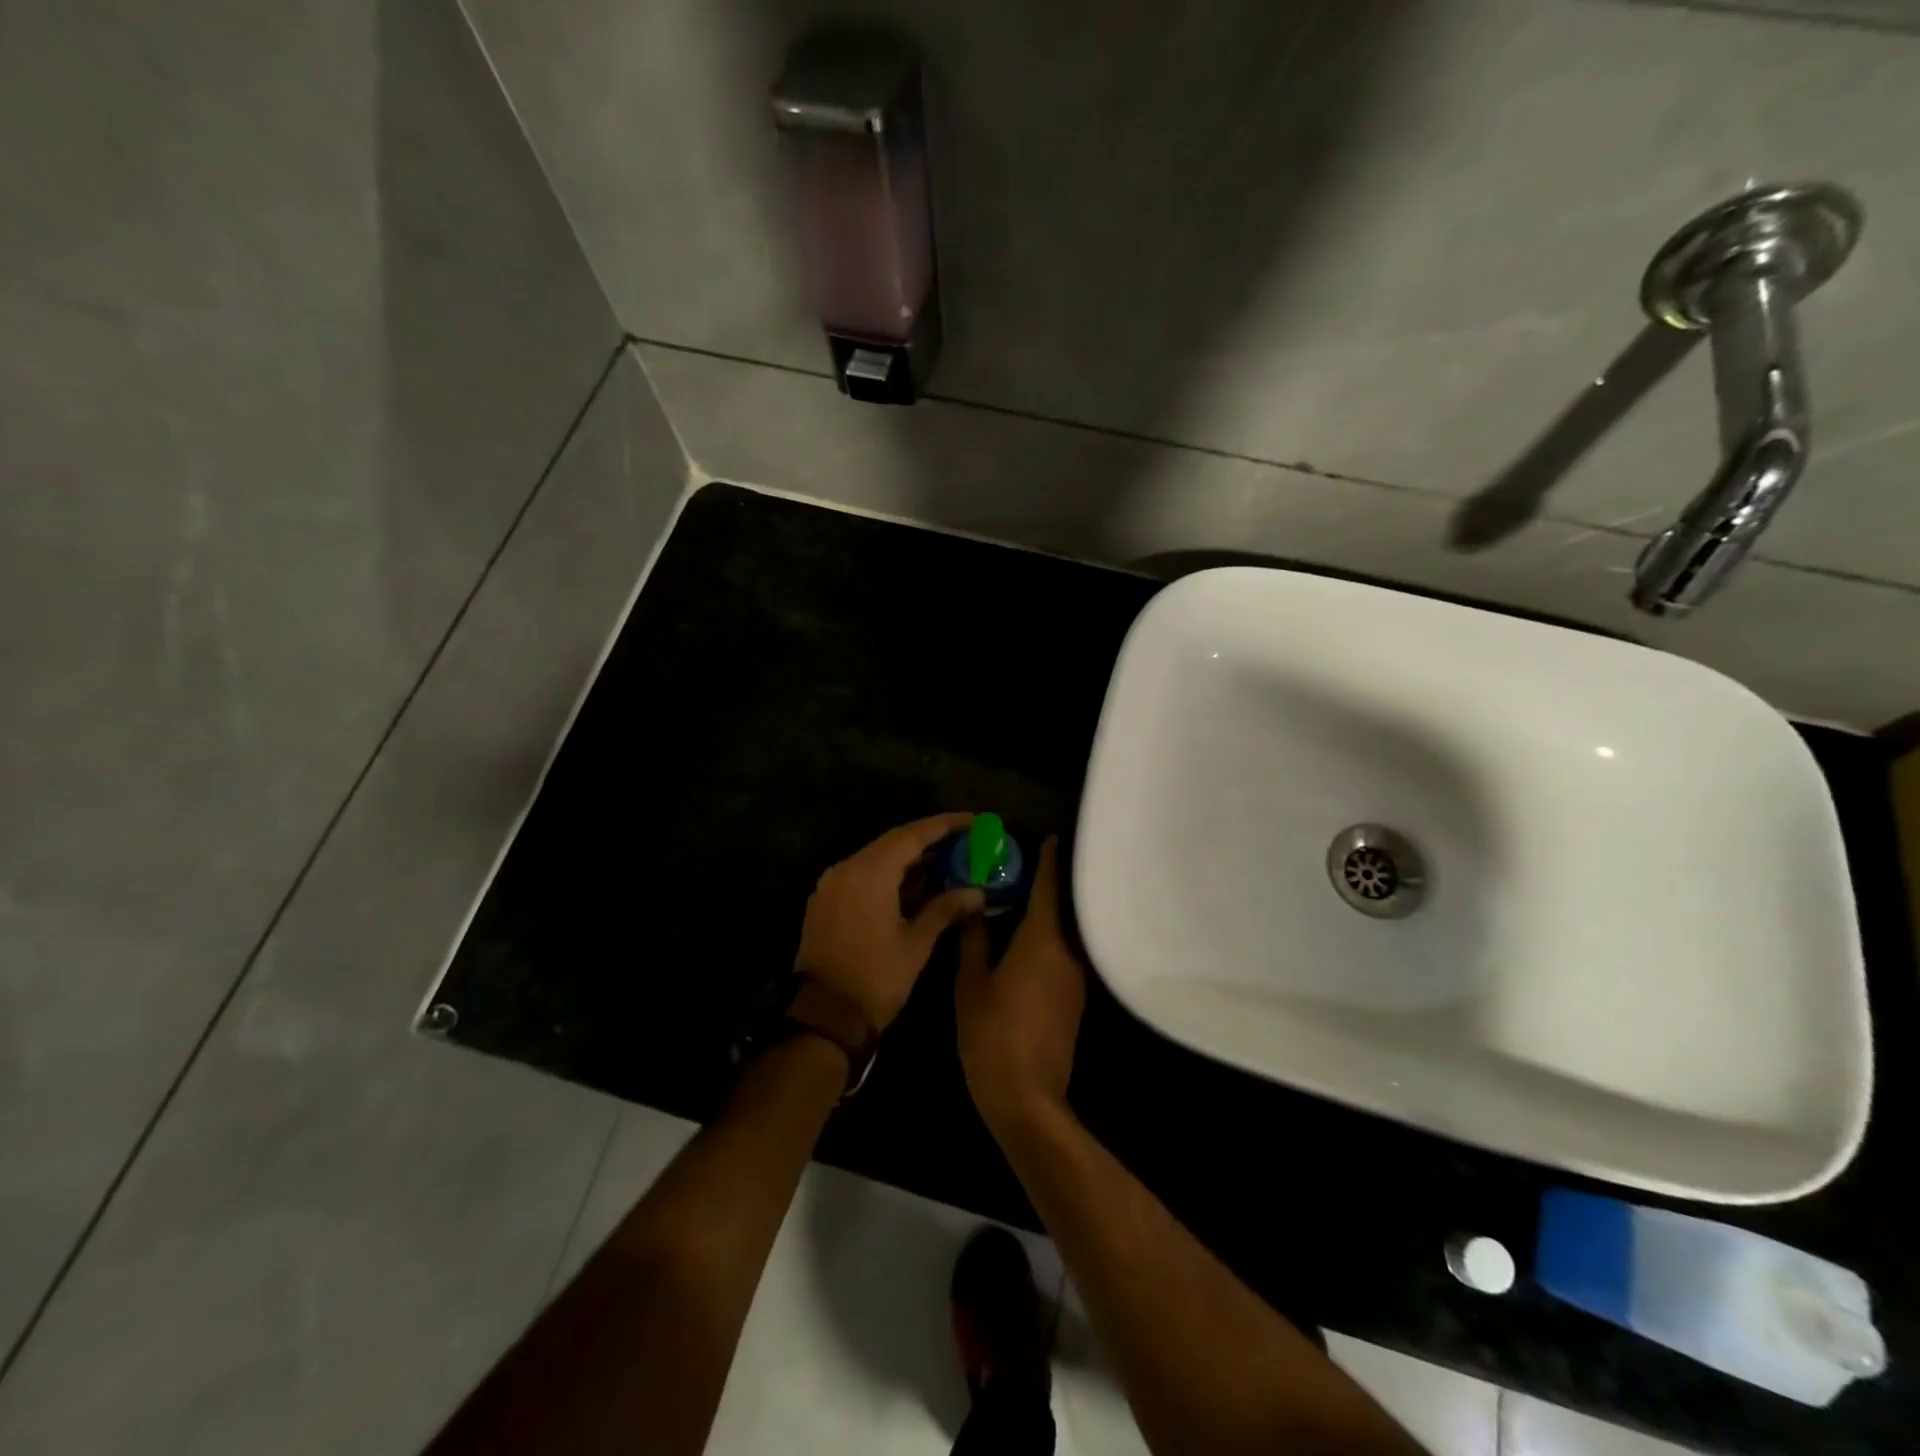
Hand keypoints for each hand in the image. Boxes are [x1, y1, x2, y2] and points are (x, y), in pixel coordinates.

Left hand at [794, 813, 985, 1031]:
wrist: (825, 1016)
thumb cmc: (876, 978)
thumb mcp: (917, 943)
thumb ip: (946, 909)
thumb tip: (977, 892)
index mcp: (869, 872)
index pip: (913, 835)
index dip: (945, 825)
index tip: (973, 821)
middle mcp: (847, 868)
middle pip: (893, 842)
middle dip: (929, 840)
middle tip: (963, 841)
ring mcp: (832, 884)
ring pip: (876, 858)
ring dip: (909, 859)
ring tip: (945, 860)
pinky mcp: (826, 901)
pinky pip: (862, 875)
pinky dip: (889, 875)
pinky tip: (914, 885)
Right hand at [955, 837, 1086, 1136]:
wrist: (1026, 1097)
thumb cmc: (992, 1034)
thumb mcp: (971, 983)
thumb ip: (974, 940)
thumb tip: (974, 908)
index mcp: (1041, 941)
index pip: (1048, 889)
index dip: (1048, 861)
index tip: (1051, 838)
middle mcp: (1067, 953)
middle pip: (1060, 910)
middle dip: (1045, 887)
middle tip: (1023, 868)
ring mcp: (1076, 979)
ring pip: (1063, 934)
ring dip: (1047, 916)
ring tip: (1022, 901)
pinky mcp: (1075, 1000)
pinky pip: (1063, 956)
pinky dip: (1048, 941)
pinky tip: (1027, 943)